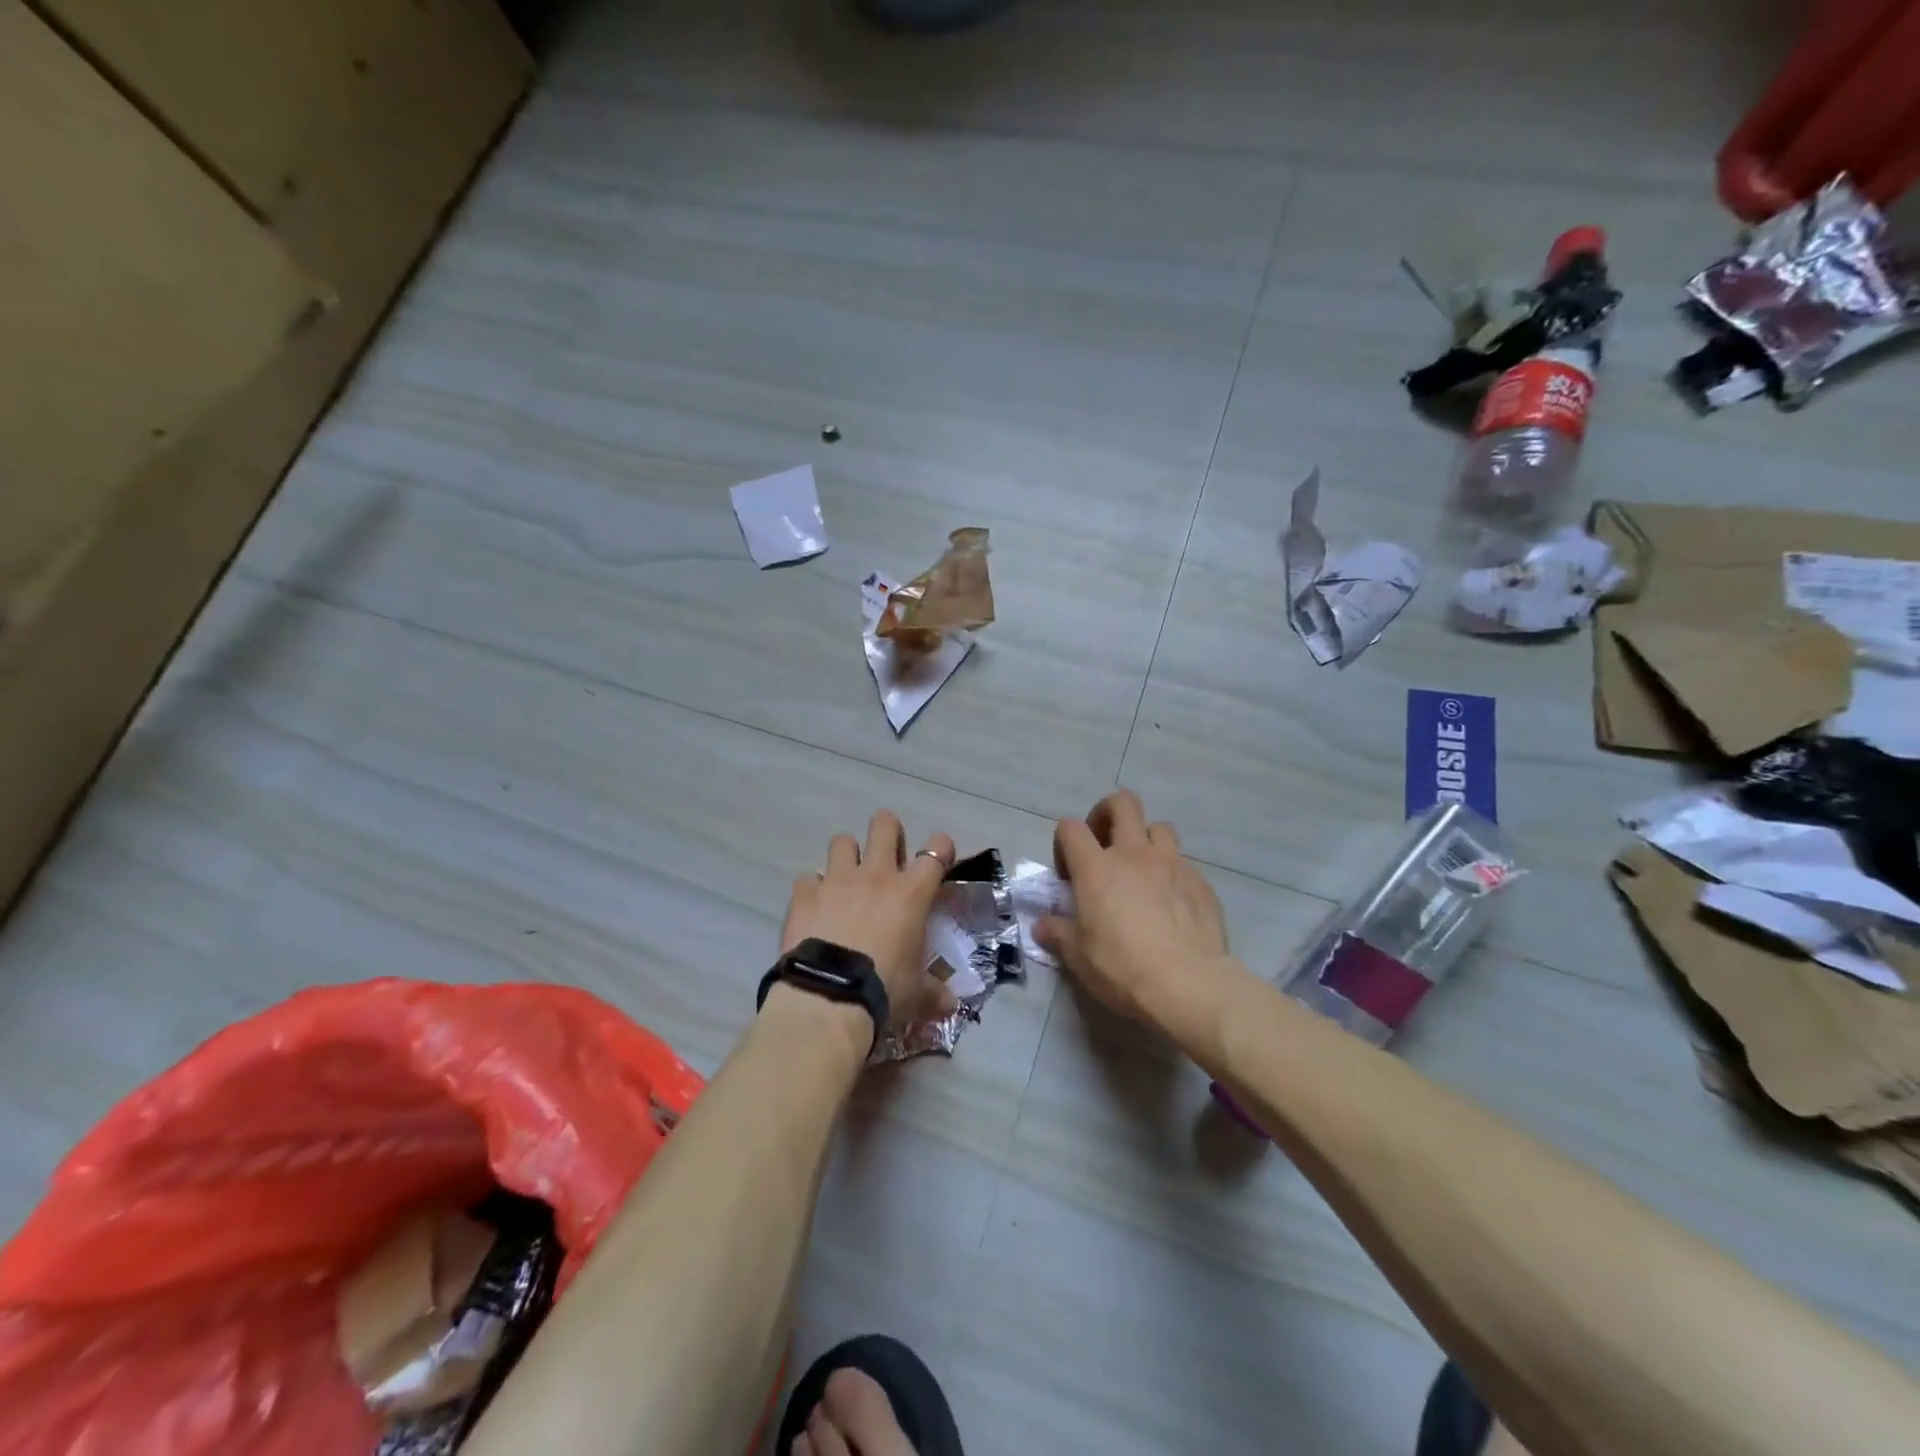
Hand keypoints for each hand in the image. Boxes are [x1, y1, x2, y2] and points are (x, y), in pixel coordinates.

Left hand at [782, 811, 956, 1028]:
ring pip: (842, 841)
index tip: (938, 858)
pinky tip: (814, 907)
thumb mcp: (916, 995)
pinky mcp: (804, 894)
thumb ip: (934, 993)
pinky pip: (808, 878)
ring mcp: (837, 881)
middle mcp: (876, 875)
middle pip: (884, 825)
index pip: (936, 851)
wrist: (828, 999)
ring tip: (846, 878)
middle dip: (888, 831)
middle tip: (888, 855)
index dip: (940, 848)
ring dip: (846, 855)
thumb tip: (951, 1006)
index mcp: (911, 893)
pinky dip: (813, 889)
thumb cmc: (884, 991)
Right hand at [1035, 790, 1229, 1026]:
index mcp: (1096, 868)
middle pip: (1122, 803)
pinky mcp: (1201, 883)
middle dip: (1108, 813)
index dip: (1064, 842)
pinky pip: (1184, 864)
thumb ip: (1058, 934)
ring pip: (1160, 827)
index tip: (1068, 873)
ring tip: (1142, 871)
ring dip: (1147, 841)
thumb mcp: (1078, 957)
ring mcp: (1172, 864)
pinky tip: (1172, 904)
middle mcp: (1134, 854)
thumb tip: (1042, 926)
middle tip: (1104, 843)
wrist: (1188, 984)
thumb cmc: (1122, 967)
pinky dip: (1173, 875)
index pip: (1071, 827)